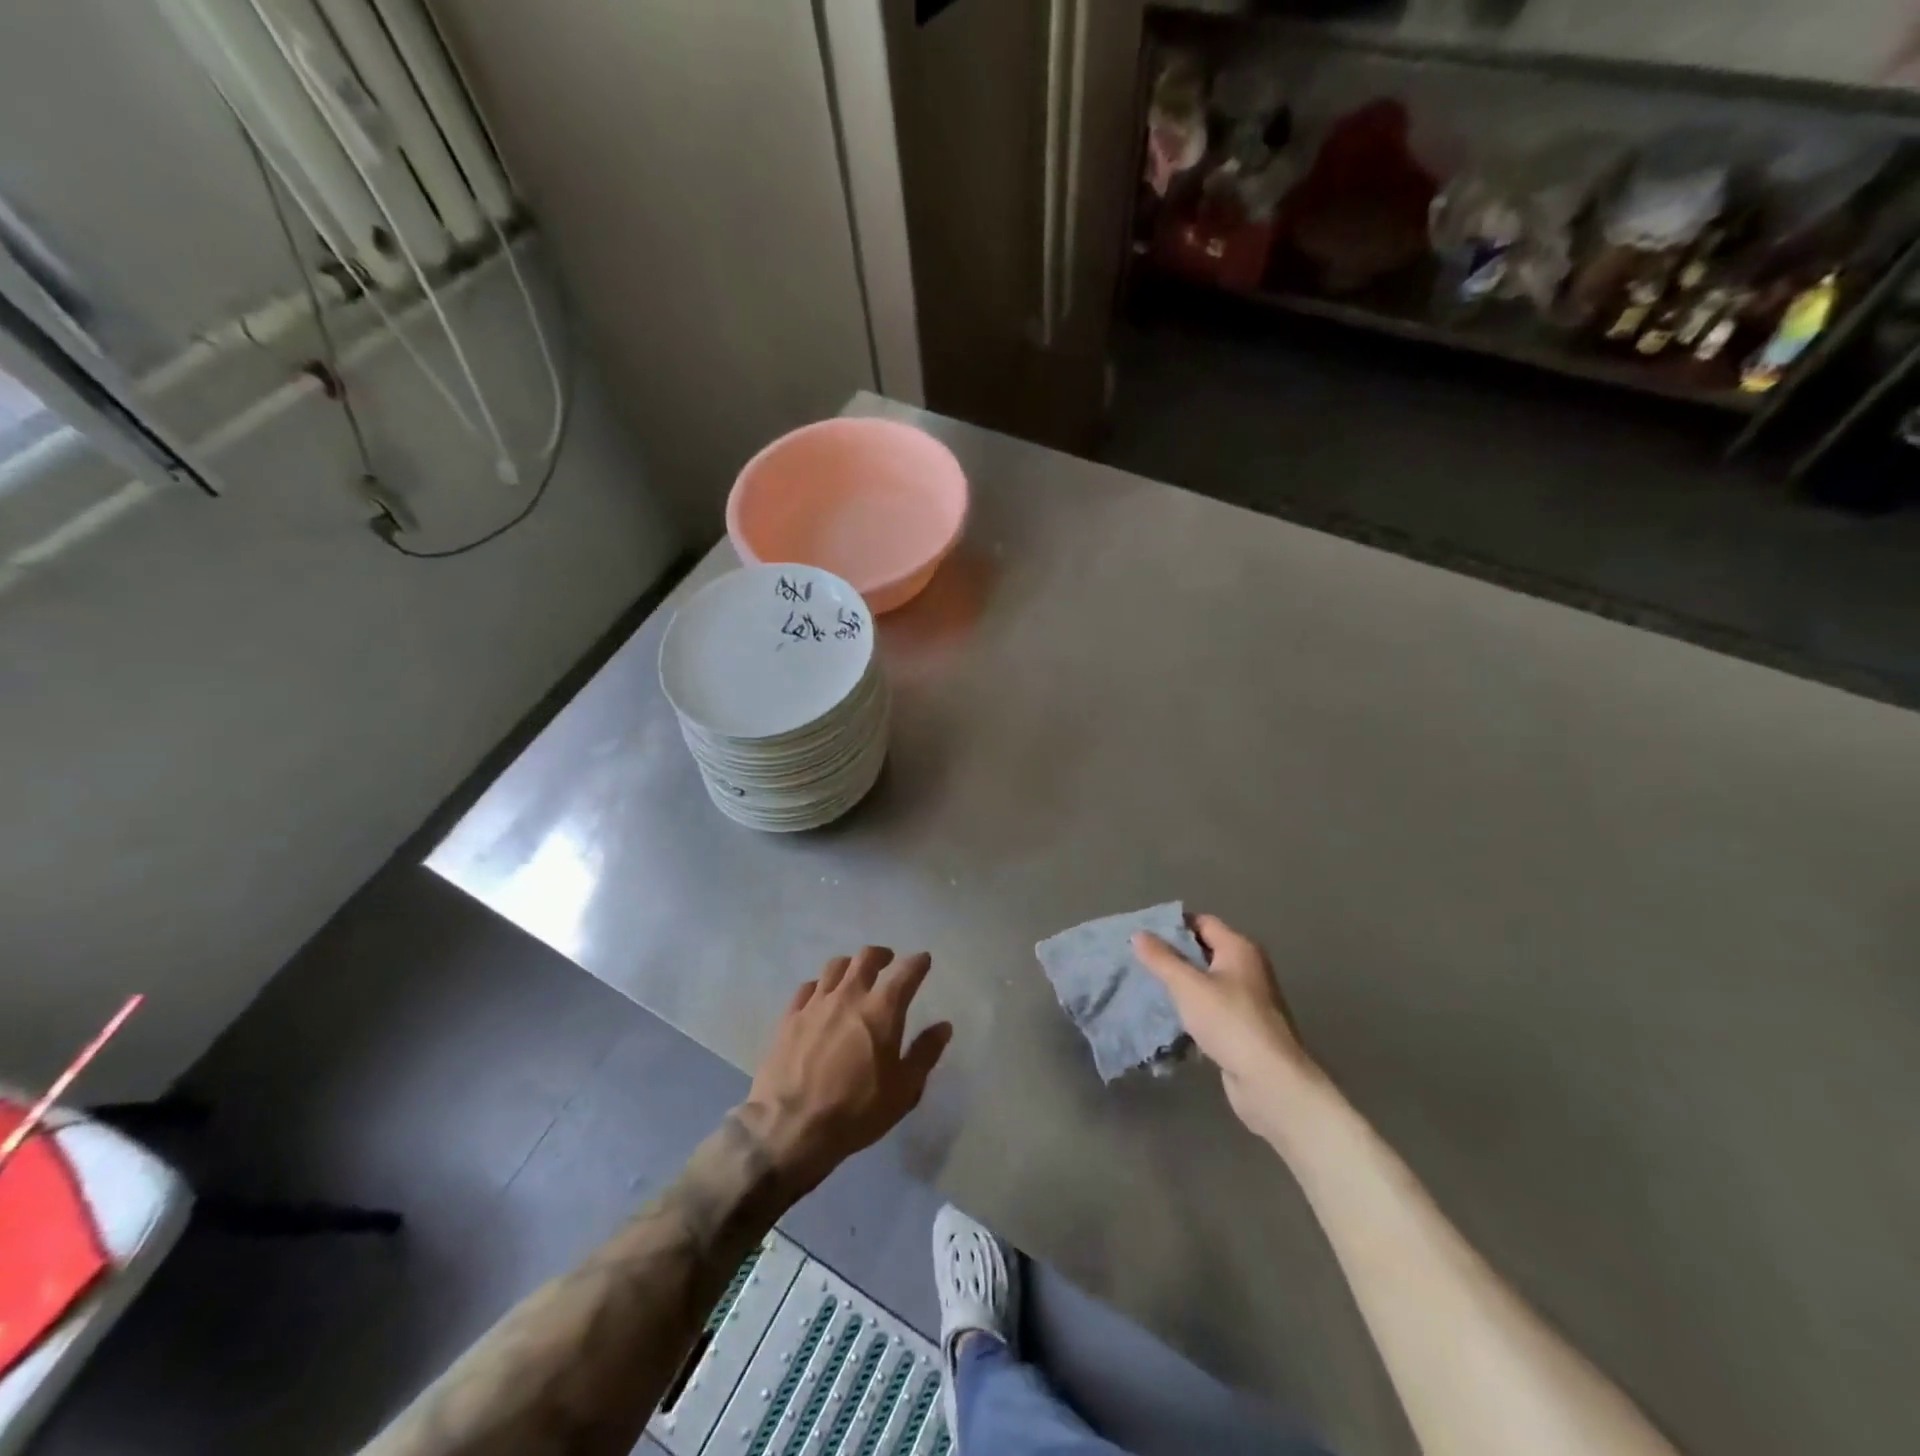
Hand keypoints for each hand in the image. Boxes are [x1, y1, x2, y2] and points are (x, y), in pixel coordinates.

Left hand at [740, 946, 952, 1193]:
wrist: (790, 1128)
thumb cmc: (856, 1111)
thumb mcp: (903, 1091)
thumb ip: (925, 1054)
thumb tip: (943, 1026)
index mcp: (882, 1010)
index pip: (905, 973)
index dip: (918, 963)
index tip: (923, 960)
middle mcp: (849, 996)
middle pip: (866, 958)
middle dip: (882, 955)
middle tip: (888, 961)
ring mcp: (815, 1004)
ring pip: (835, 967)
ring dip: (850, 966)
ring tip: (855, 975)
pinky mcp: (789, 1017)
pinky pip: (808, 988)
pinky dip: (820, 986)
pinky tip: (821, 997)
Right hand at [1133, 914, 1318, 1143]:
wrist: (1270, 1081)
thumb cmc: (1229, 1022)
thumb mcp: (1188, 985)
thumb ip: (1161, 959)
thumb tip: (1138, 934)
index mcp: (1239, 948)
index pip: (1202, 922)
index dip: (1173, 925)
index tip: (1143, 934)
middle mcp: (1247, 968)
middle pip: (1204, 951)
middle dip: (1172, 956)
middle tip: (1138, 960)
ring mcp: (1247, 999)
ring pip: (1206, 982)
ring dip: (1180, 985)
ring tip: (1146, 987)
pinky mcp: (1242, 1027)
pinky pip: (1211, 1008)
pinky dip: (1191, 1010)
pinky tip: (1167, 1018)